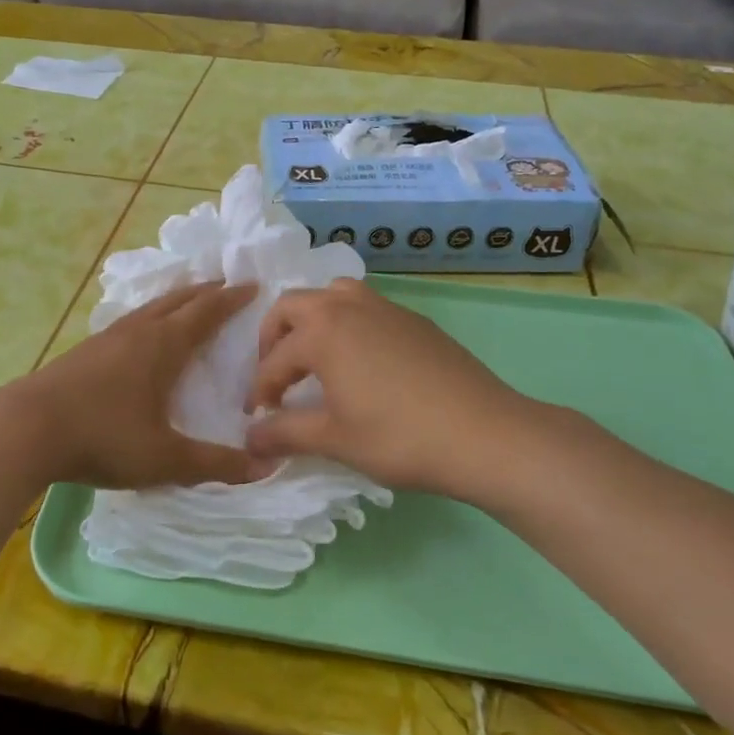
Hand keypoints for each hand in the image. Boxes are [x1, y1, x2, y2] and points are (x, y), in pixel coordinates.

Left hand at [0, 281, 268, 489]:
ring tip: (187, 301)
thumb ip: (215, 464)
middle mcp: (137, 332)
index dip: (231, 299)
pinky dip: (148, 316)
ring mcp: (106, 338)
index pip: (206, 312)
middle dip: (205, 291)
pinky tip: (139, 334)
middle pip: (177, 300)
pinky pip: (128, 321)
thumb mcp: (165, 458)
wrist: (24, 429)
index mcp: (163, 346)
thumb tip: (265, 467)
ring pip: (149, 308)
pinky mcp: (83, 351)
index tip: (253, 286)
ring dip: (175, 300)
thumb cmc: (104, 438)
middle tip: (225, 284)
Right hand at [245, 278, 586, 499]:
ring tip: (314, 357)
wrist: (484, 434)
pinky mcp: (414, 319)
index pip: (274, 360)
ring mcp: (385, 307)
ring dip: (311, 320)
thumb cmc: (399, 437)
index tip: (256, 418)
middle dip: (274, 338)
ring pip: (332, 295)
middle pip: (293, 306)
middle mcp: (348, 306)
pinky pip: (365, 307)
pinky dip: (346, 324)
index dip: (259, 390)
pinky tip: (360, 362)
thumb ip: (285, 434)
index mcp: (322, 331)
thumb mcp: (335, 439)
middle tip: (276, 376)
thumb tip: (249, 439)